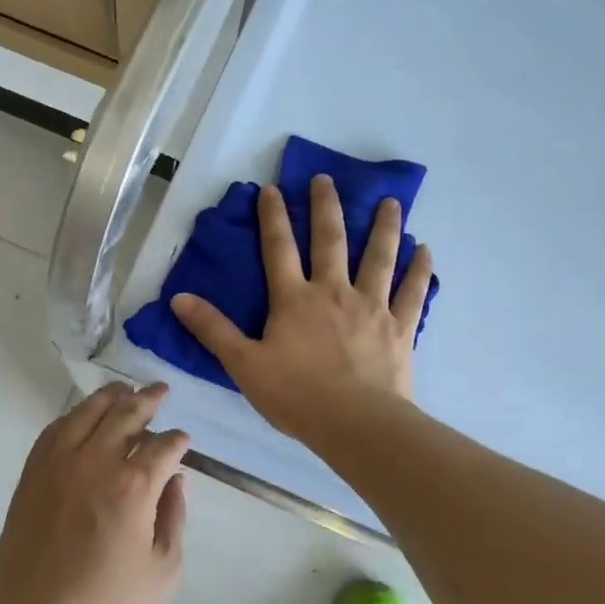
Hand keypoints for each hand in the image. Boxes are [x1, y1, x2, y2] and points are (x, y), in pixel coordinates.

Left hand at [0, 383, 187, 603]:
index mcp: (134, 485)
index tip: (183, 440)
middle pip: (127, 414)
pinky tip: (84, 414)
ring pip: (88, 411)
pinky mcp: (33, 471)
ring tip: (125, 387)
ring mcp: (60, 462)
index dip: (178, 439)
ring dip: (111, 395)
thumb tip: (177, 480)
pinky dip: (75, 414)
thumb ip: (175, 518)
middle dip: (149, 399)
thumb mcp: (163, 572)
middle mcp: (97, 460)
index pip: (164, 445)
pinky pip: (56, 428)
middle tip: (161, 390)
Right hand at [172, 175, 432, 441]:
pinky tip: (425, 251)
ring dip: (383, 227)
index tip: (273, 189)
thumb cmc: (296, 396)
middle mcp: (334, 292)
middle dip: (326, 207)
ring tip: (389, 201)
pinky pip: (412, 293)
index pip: (279, 249)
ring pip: (378, 257)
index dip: (273, 217)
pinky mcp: (400, 328)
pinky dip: (419, 271)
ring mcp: (371, 307)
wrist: (356, 425)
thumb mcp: (244, 365)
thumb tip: (178, 298)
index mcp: (294, 300)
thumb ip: (213, 330)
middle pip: (330, 241)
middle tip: (327, 179)